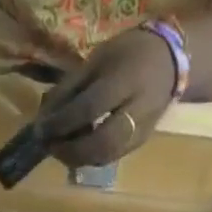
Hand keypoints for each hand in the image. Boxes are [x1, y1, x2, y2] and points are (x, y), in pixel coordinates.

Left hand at [35, 28, 179, 167]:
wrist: (172, 61)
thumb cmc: (129, 53)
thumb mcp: (97, 59)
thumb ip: (70, 88)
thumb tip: (43, 117)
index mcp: (126, 80)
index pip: (89, 108)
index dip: (61, 123)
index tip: (40, 129)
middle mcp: (138, 109)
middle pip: (101, 143)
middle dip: (70, 150)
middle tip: (49, 146)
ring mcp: (142, 130)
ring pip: (106, 156)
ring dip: (77, 159)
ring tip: (59, 150)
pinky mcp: (140, 142)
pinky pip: (112, 157)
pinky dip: (90, 158)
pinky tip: (77, 150)